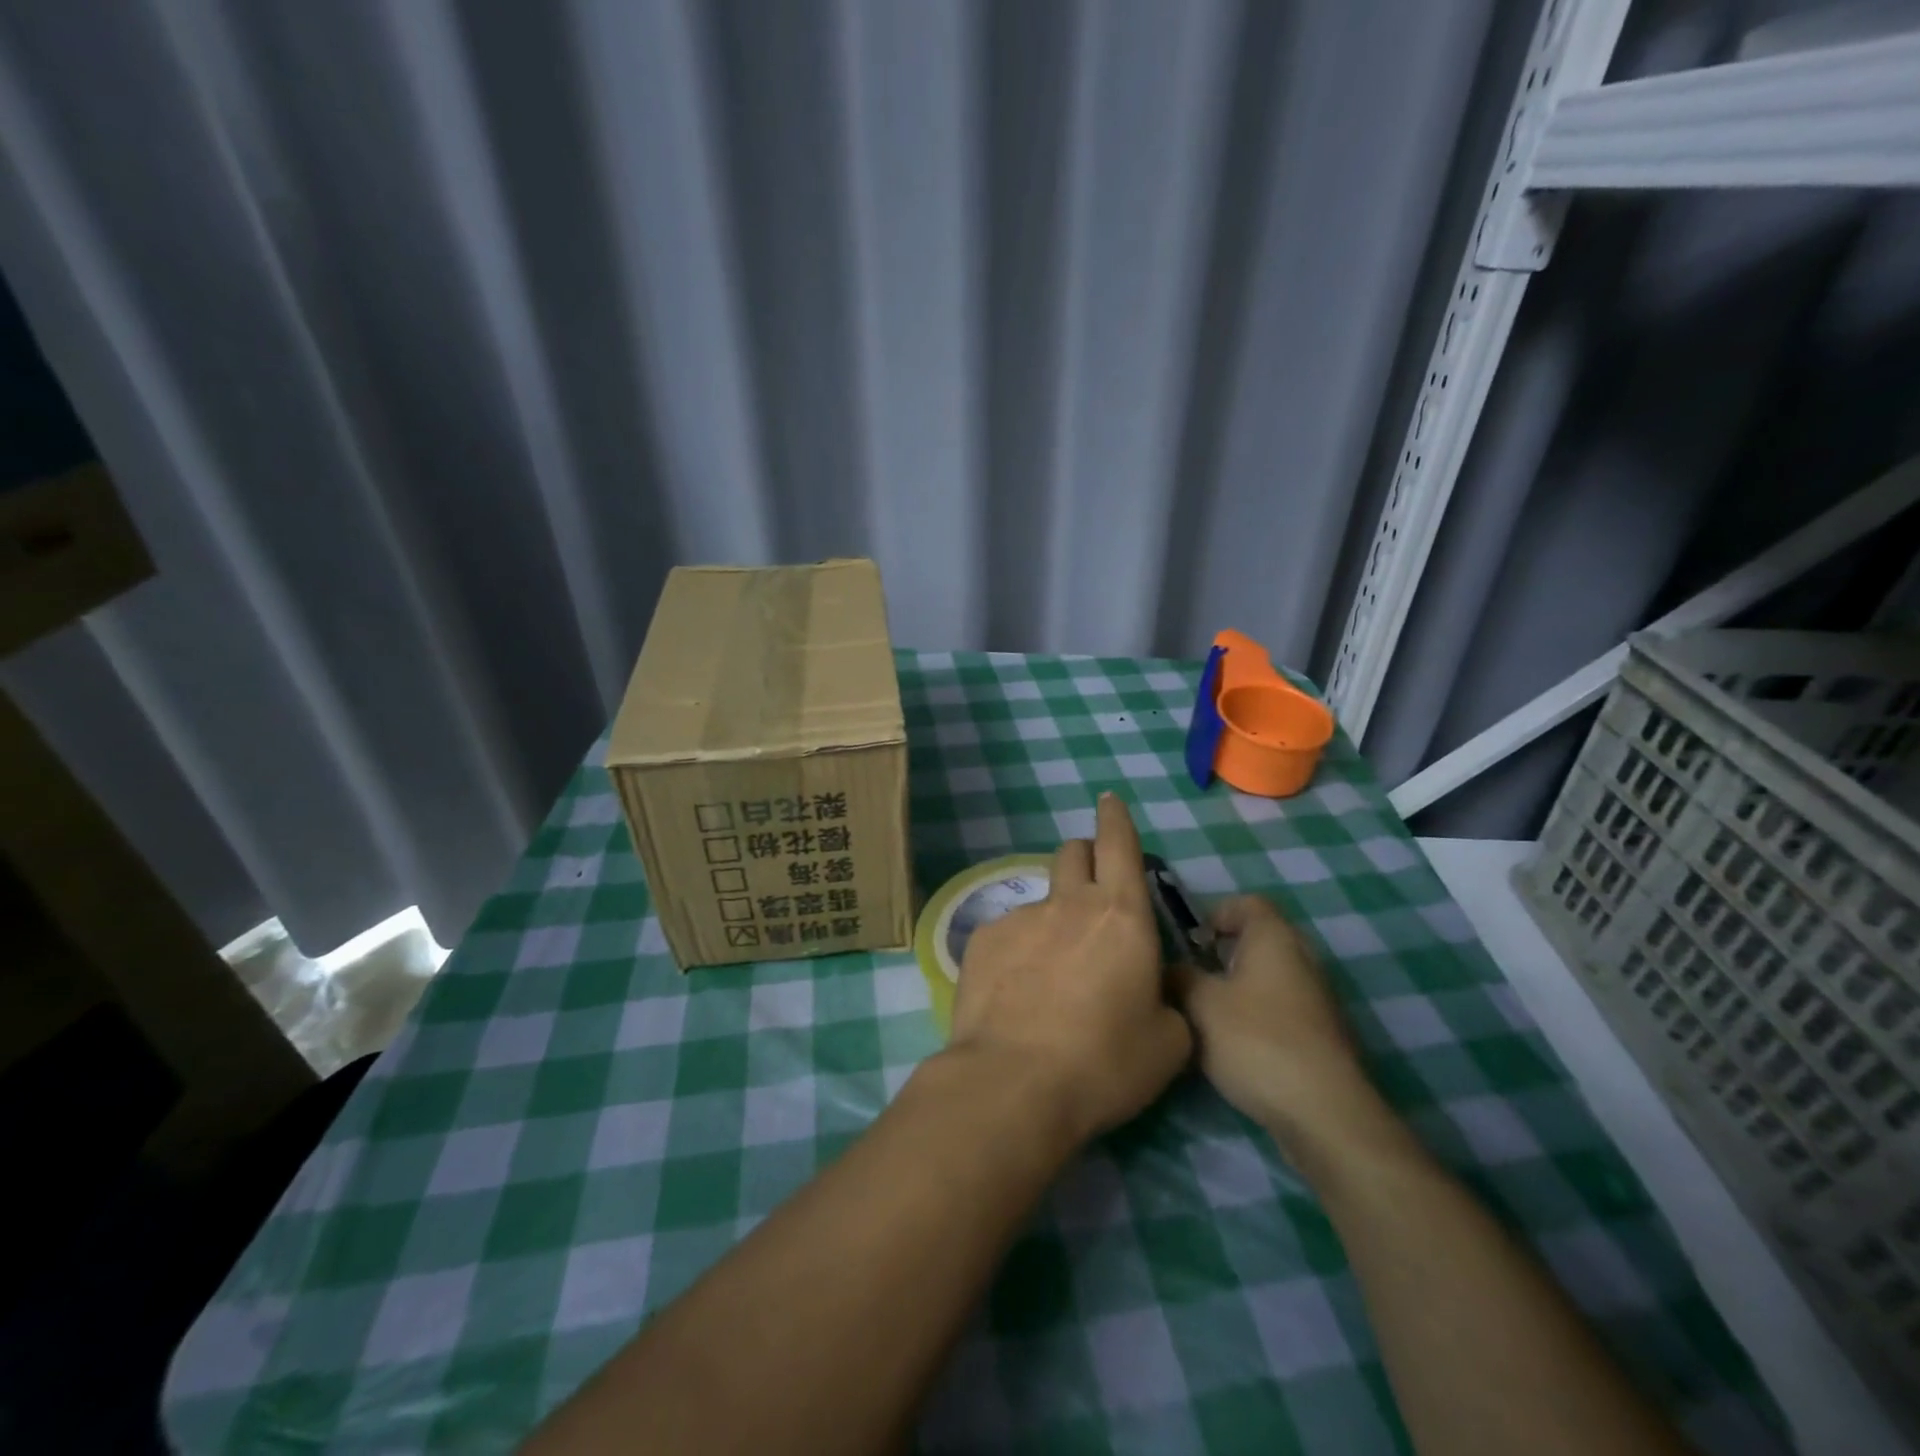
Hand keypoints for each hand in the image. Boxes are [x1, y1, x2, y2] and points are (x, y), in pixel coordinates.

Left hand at [946, 794, 1191, 1146]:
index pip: (1119, 844)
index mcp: (1120, 916)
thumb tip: (1151, 991)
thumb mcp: (1167, 1043)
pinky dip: (1019, 951)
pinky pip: (1007, 933)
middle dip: (1085, 858)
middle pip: (1073, 853)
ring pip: (1041, 900)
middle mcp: (1068, 904)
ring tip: (1050, 976)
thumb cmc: (1104, 1063)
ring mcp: (1019, 918)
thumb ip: (1167, 1002)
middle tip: (1093, 893)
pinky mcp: (981, 940)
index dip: (1116, 818)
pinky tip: (1016, 995)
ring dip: (1053, 920)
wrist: (1013, 1084)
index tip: (1109, 800)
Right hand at [1172, 896, 1389, 1154]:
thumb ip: (1179, 977)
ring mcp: (1317, 1000)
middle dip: (1222, 954)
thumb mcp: (1200, 1004)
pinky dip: (1256, 1018)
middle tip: (1191, 975)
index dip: (1216, 913)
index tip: (1190, 940)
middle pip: (1258, 941)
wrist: (1324, 1113)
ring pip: (1269, 979)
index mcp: (1274, 938)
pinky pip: (1281, 1011)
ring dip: (1238, 989)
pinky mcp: (1321, 1037)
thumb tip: (1170, 970)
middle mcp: (1302, 959)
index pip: (1247, 903)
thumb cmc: (1257, 1041)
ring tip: (1205, 1014)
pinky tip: (1234, 1046)